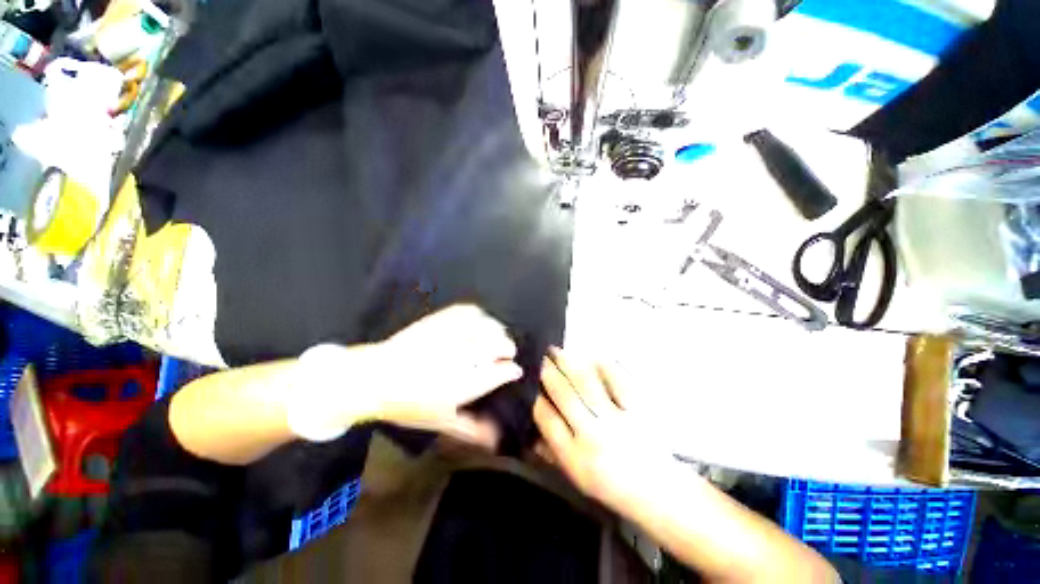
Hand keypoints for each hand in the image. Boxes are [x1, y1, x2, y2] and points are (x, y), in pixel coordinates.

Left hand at [296, 304, 521, 446]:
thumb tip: (497, 437)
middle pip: (501, 345)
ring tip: (496, 336)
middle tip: (506, 353)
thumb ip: (472, 429)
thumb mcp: (442, 423)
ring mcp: (454, 335)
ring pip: (489, 326)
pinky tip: (479, 321)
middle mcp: (466, 356)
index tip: (514, 371)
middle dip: (508, 349)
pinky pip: (470, 311)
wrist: (375, 377)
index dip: (511, 370)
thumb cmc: (409, 405)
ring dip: (498, 331)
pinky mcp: (442, 319)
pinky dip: (480, 315)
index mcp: (469, 382)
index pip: (503, 372)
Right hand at [534, 348, 674, 511]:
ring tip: (559, 350)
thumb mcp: (577, 478)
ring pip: (587, 384)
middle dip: (549, 372)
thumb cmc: (613, 486)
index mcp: (575, 457)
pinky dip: (604, 366)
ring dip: (570, 363)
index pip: (547, 419)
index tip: (534, 385)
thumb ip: (552, 453)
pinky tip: (593, 356)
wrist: (659, 492)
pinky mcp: (639, 410)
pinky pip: (618, 381)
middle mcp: (594, 436)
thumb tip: (532, 431)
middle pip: (565, 395)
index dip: (537, 398)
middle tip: (543, 357)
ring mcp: (618, 421)